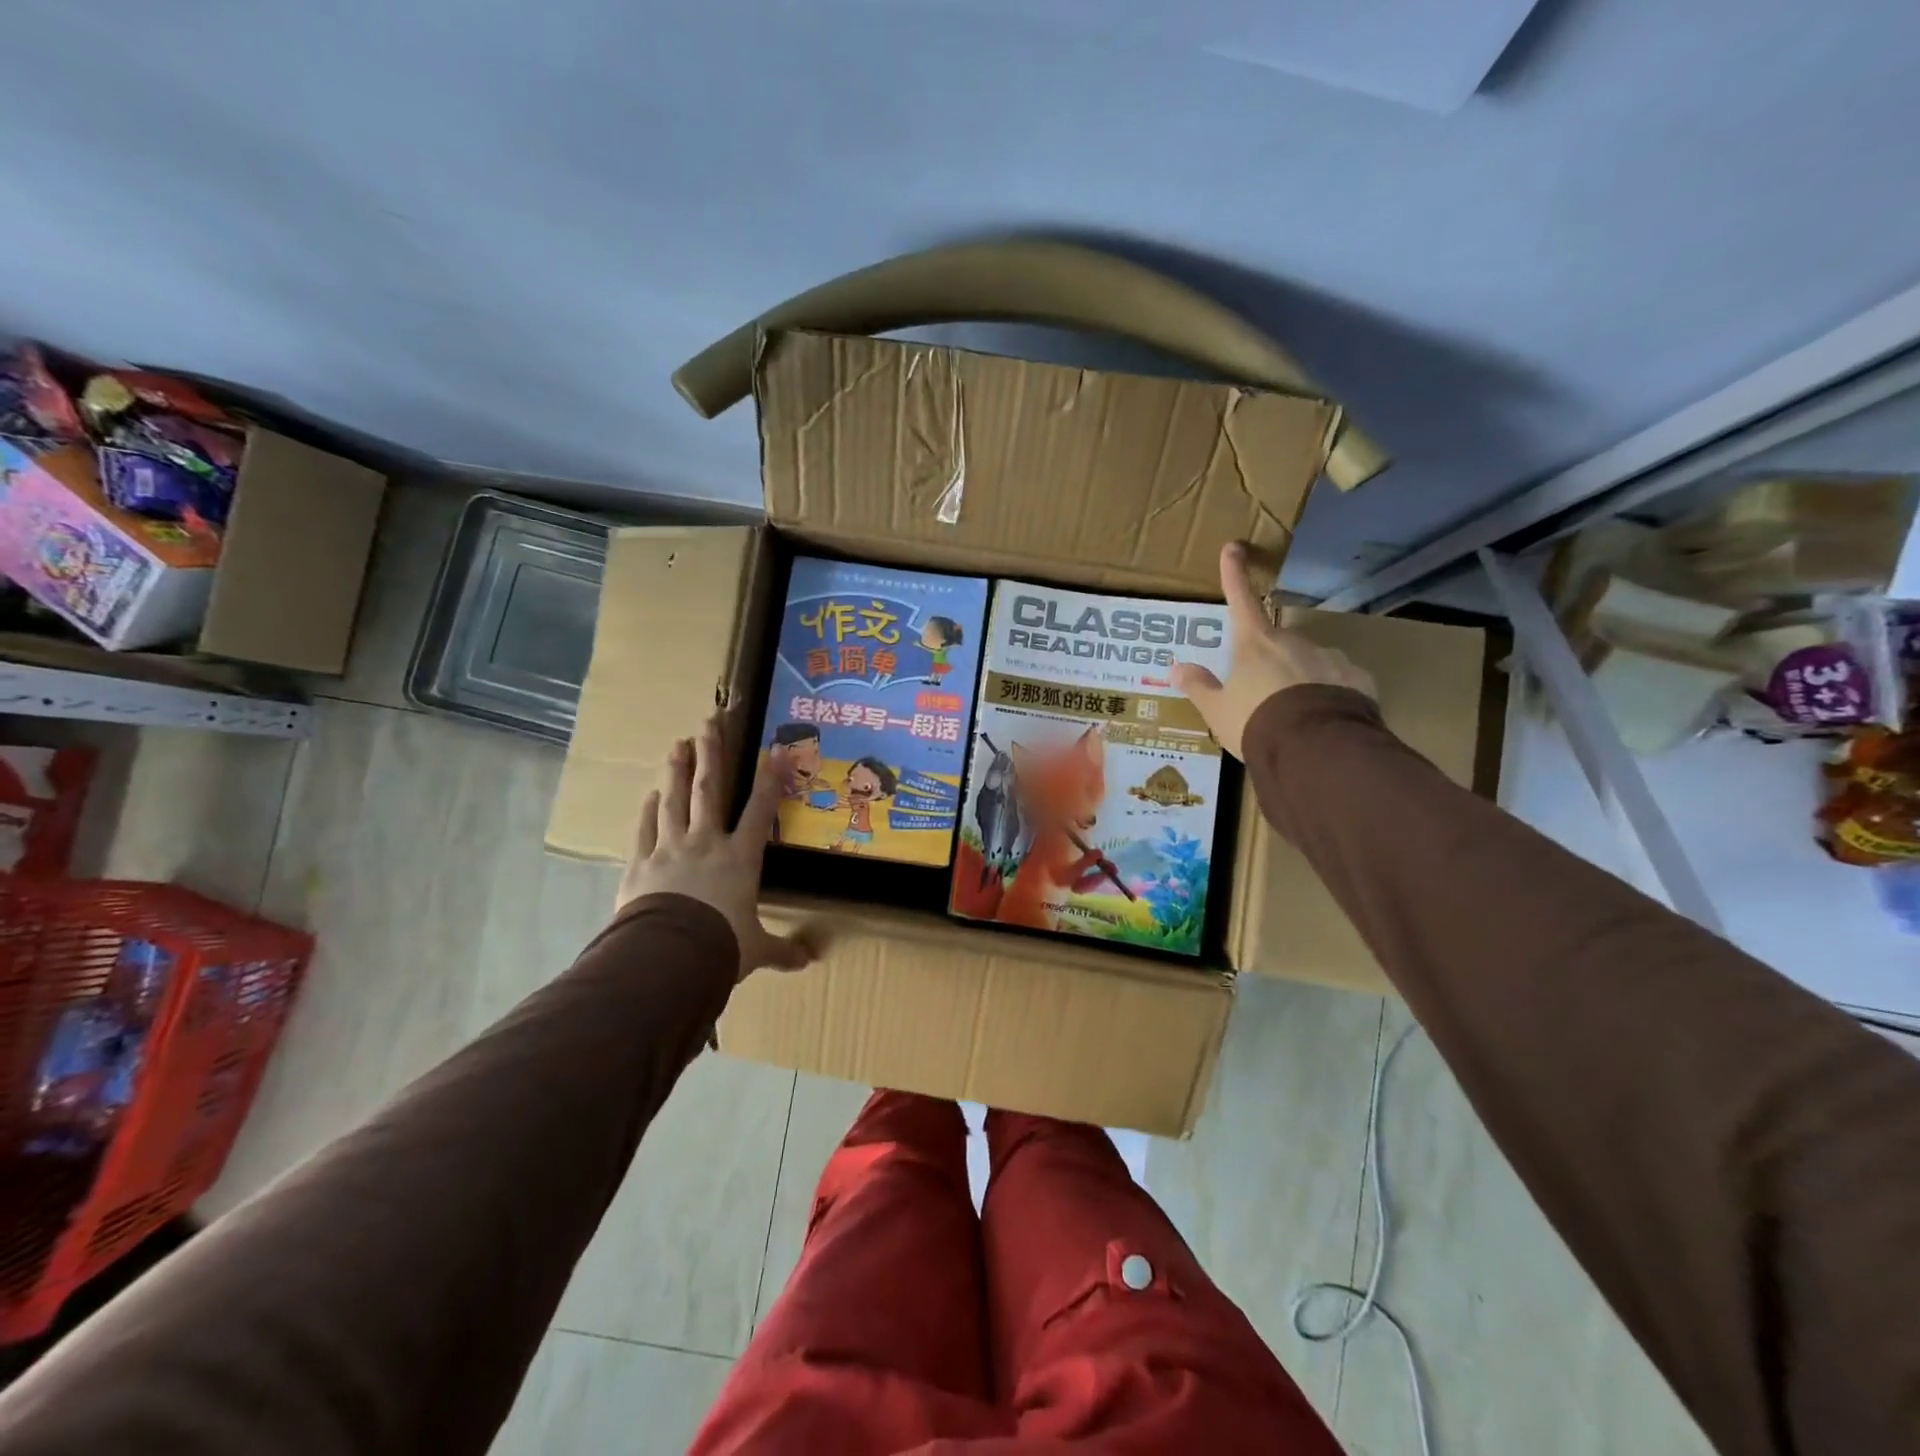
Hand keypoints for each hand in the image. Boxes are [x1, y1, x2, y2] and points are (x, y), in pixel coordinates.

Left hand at [617, 717, 812, 980]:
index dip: (769, 780)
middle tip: (709, 723)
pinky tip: (650, 795)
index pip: (760, 811)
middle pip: (709, 790)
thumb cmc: (721, 947)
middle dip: (711, 754)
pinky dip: (648, 811)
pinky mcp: (641, 864)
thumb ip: (782, 951)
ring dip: (677, 770)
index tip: (774, 750)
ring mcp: (669, 849)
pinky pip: (645, 829)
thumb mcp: (756, 950)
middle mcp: (706, 843)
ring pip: (674, 801)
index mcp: (740, 858)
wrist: (668, 957)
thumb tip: (810, 960)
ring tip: (678, 743)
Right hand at [1169, 541, 1376, 758]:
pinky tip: (1322, 720)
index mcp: (1255, 644)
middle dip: (1269, 662)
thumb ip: (1200, 687)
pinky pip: (1338, 682)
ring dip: (1300, 679)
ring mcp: (1329, 657)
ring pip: (1309, 662)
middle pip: (1277, 642)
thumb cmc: (1256, 722)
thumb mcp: (1218, 711)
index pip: (1241, 601)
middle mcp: (1294, 642)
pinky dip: (1328, 694)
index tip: (1233, 547)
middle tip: (1262, 697)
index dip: (1234, 575)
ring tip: (1293, 717)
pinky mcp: (1357, 679)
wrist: (1315, 749)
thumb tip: (1177, 668)